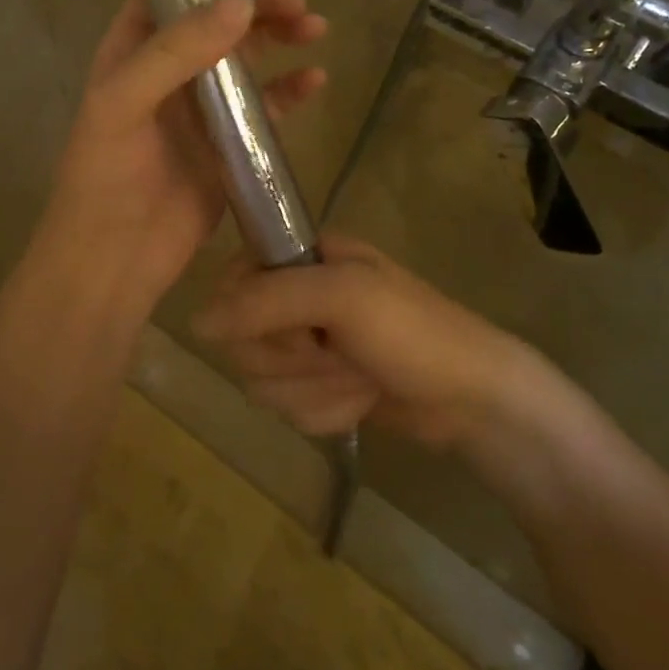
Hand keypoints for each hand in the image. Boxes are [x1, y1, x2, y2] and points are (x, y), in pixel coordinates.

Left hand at [40, 0, 327, 323]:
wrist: (113, 261)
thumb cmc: (103, 179)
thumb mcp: (123, 104)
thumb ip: (176, 50)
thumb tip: (241, 2)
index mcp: (131, 55)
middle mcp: (167, 76)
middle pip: (216, 25)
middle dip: (256, 9)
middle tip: (298, 5)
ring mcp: (201, 111)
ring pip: (245, 62)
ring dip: (279, 41)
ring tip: (316, 29)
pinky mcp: (228, 147)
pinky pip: (264, 109)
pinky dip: (289, 92)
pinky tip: (315, 82)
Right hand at [192, 234, 539, 448]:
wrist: (475, 400)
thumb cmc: (414, 332)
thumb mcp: (343, 297)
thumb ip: (266, 300)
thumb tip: (194, 323)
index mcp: (302, 257)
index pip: (231, 282)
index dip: (253, 314)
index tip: (297, 327)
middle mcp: (296, 297)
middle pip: (242, 339)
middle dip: (295, 360)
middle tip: (340, 352)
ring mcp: (307, 345)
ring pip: (261, 380)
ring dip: (314, 389)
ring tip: (360, 378)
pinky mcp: (317, 387)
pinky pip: (286, 409)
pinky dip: (326, 412)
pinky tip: (363, 402)